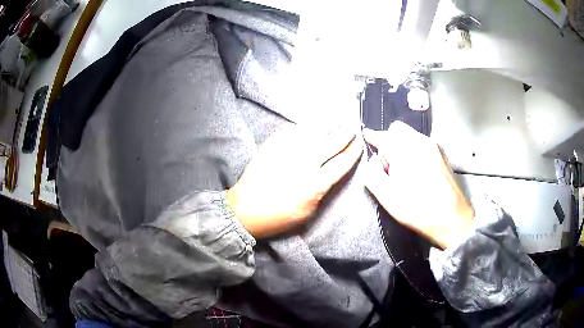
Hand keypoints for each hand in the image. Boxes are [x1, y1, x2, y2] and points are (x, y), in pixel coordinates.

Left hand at [228, 125, 362, 237]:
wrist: (244, 210)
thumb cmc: (277, 217)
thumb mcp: (307, 213)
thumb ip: (321, 191)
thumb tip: (330, 174)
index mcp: (315, 184)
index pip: (341, 163)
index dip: (354, 152)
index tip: (360, 143)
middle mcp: (304, 164)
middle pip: (332, 143)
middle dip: (346, 133)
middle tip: (353, 126)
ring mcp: (288, 152)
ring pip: (314, 132)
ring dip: (329, 124)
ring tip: (338, 118)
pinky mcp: (273, 146)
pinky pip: (293, 131)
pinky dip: (306, 126)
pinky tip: (312, 123)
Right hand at [363, 122, 473, 248]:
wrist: (451, 218)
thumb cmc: (417, 208)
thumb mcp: (386, 195)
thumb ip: (371, 173)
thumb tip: (373, 161)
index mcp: (404, 149)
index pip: (382, 135)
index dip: (371, 137)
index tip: (366, 138)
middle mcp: (420, 141)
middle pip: (397, 130)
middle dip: (388, 141)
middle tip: (388, 165)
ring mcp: (433, 146)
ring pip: (411, 136)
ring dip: (401, 146)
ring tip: (403, 171)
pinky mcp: (442, 154)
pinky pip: (422, 143)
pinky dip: (414, 150)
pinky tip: (417, 172)